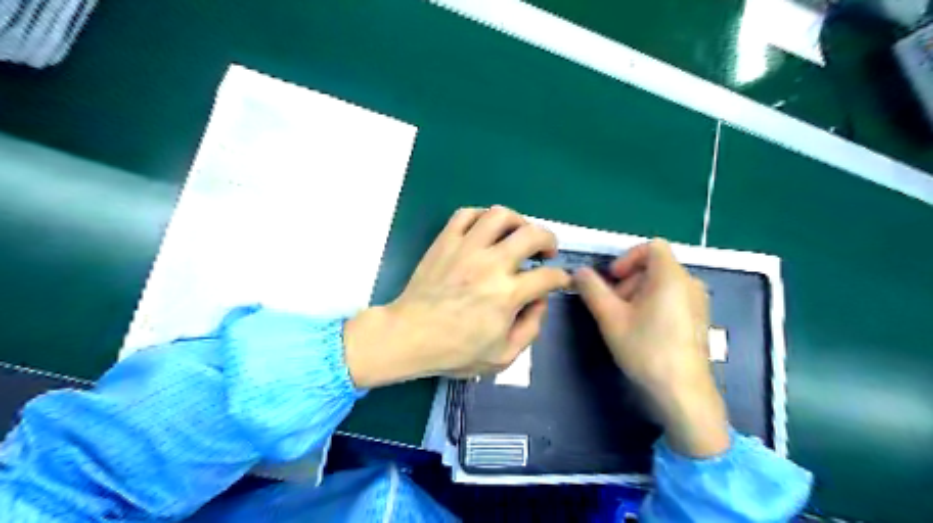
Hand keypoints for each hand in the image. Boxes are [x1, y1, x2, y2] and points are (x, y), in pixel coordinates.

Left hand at [343, 205, 568, 387]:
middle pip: (532, 234)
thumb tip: (541, 300)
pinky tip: (486, 230)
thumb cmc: (455, 351)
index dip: (561, 277)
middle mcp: (491, 264)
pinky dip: (482, 216)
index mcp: (508, 294)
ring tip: (517, 234)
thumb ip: (531, 328)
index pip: (549, 276)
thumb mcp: (503, 356)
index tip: (559, 280)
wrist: (409, 336)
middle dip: (549, 239)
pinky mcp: (445, 241)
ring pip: (501, 215)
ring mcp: (466, 248)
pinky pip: (466, 214)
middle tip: (546, 251)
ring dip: (518, 221)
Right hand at [578, 236, 728, 457]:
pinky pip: (673, 299)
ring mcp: (698, 303)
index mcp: (671, 276)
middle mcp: (690, 283)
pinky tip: (643, 331)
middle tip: (613, 305)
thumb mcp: (610, 317)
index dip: (628, 257)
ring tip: (625, 320)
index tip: (613, 279)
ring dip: (638, 293)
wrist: (682, 392)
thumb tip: (580, 271)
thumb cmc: (645, 349)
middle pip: (655, 266)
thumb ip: (592, 289)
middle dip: (629, 280)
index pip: (652, 246)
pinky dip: (653, 304)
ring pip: (662, 284)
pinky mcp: (699, 320)